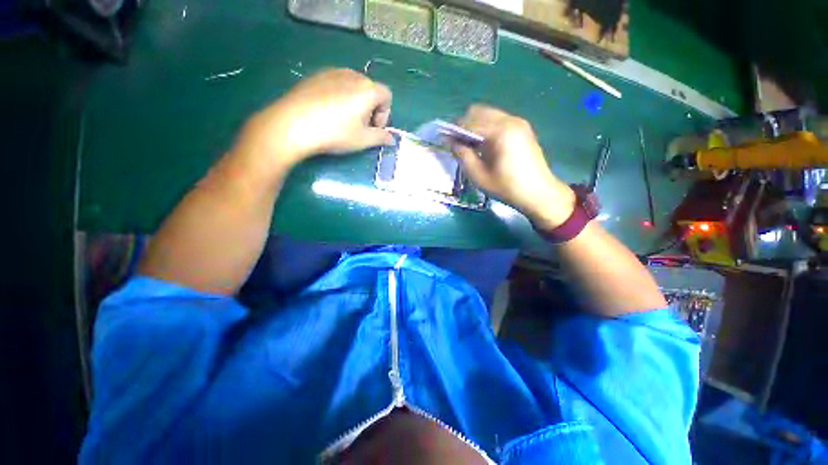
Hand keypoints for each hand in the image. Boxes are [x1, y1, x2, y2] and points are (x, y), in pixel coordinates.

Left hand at [236, 68, 393, 169]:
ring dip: (356, 103)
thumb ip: (381, 137)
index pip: (387, 96)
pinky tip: (327, 113)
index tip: (373, 128)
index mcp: (368, 89)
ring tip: (343, 120)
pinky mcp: (315, 75)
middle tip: (359, 127)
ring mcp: (332, 72)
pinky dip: (339, 97)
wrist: (293, 124)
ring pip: (353, 87)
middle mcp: (353, 75)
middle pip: (370, 90)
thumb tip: (391, 139)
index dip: (385, 114)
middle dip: (370, 109)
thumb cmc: (335, 133)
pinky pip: (336, 84)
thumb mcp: (363, 140)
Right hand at [452, 105, 574, 227]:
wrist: (538, 193)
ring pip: (488, 114)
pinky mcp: (522, 128)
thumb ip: (462, 155)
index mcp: (499, 131)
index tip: (444, 140)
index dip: (454, 130)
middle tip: (459, 144)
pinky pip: (498, 120)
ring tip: (472, 147)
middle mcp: (510, 120)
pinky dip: (487, 128)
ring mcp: (518, 122)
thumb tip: (451, 142)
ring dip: (475, 126)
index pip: (469, 122)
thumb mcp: (478, 175)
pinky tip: (486, 146)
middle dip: (464, 125)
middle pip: (478, 111)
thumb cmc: (506, 187)